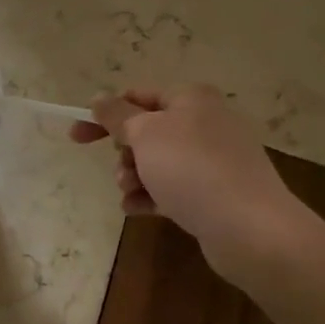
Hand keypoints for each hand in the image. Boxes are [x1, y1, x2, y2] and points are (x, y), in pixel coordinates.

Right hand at [69, 85, 313, 272]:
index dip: (104, 115)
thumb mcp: (145, 133)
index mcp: (191, 99)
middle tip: (122, 170)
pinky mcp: (216, 192)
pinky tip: (137, 209)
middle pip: (147, 131)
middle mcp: (205, 123)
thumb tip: (99, 98)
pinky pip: (172, 187)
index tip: (76, 137)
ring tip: (131, 193)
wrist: (249, 227)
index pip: (137, 97)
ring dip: (134, 176)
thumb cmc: (191, 169)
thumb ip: (117, 115)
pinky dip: (151, 196)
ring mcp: (213, 159)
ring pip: (157, 162)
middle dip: (124, 153)